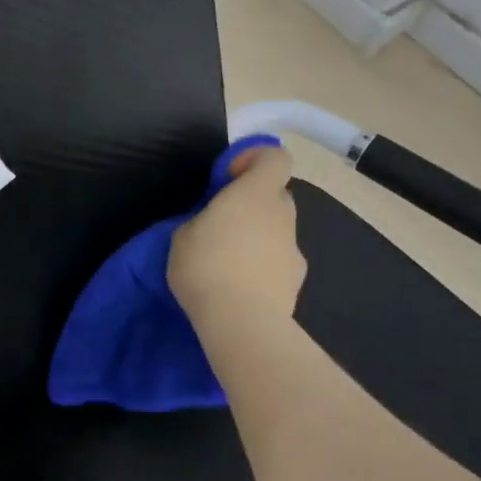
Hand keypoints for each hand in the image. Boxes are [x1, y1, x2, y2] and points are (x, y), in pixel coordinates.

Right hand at [168, 143, 306, 331]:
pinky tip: (242, 287)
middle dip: (254, 203)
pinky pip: (279, 261)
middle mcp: (282, 214)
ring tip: (228, 263)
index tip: (229, 176)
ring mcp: (294, 248)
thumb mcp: (183, 235)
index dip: (255, 159)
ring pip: (278, 230)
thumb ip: (204, 218)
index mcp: (255, 194)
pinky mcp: (297, 280)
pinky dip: (264, 267)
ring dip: (258, 237)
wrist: (242, 322)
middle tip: (223, 223)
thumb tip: (216, 222)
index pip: (275, 158)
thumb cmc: (206, 267)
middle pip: (276, 195)